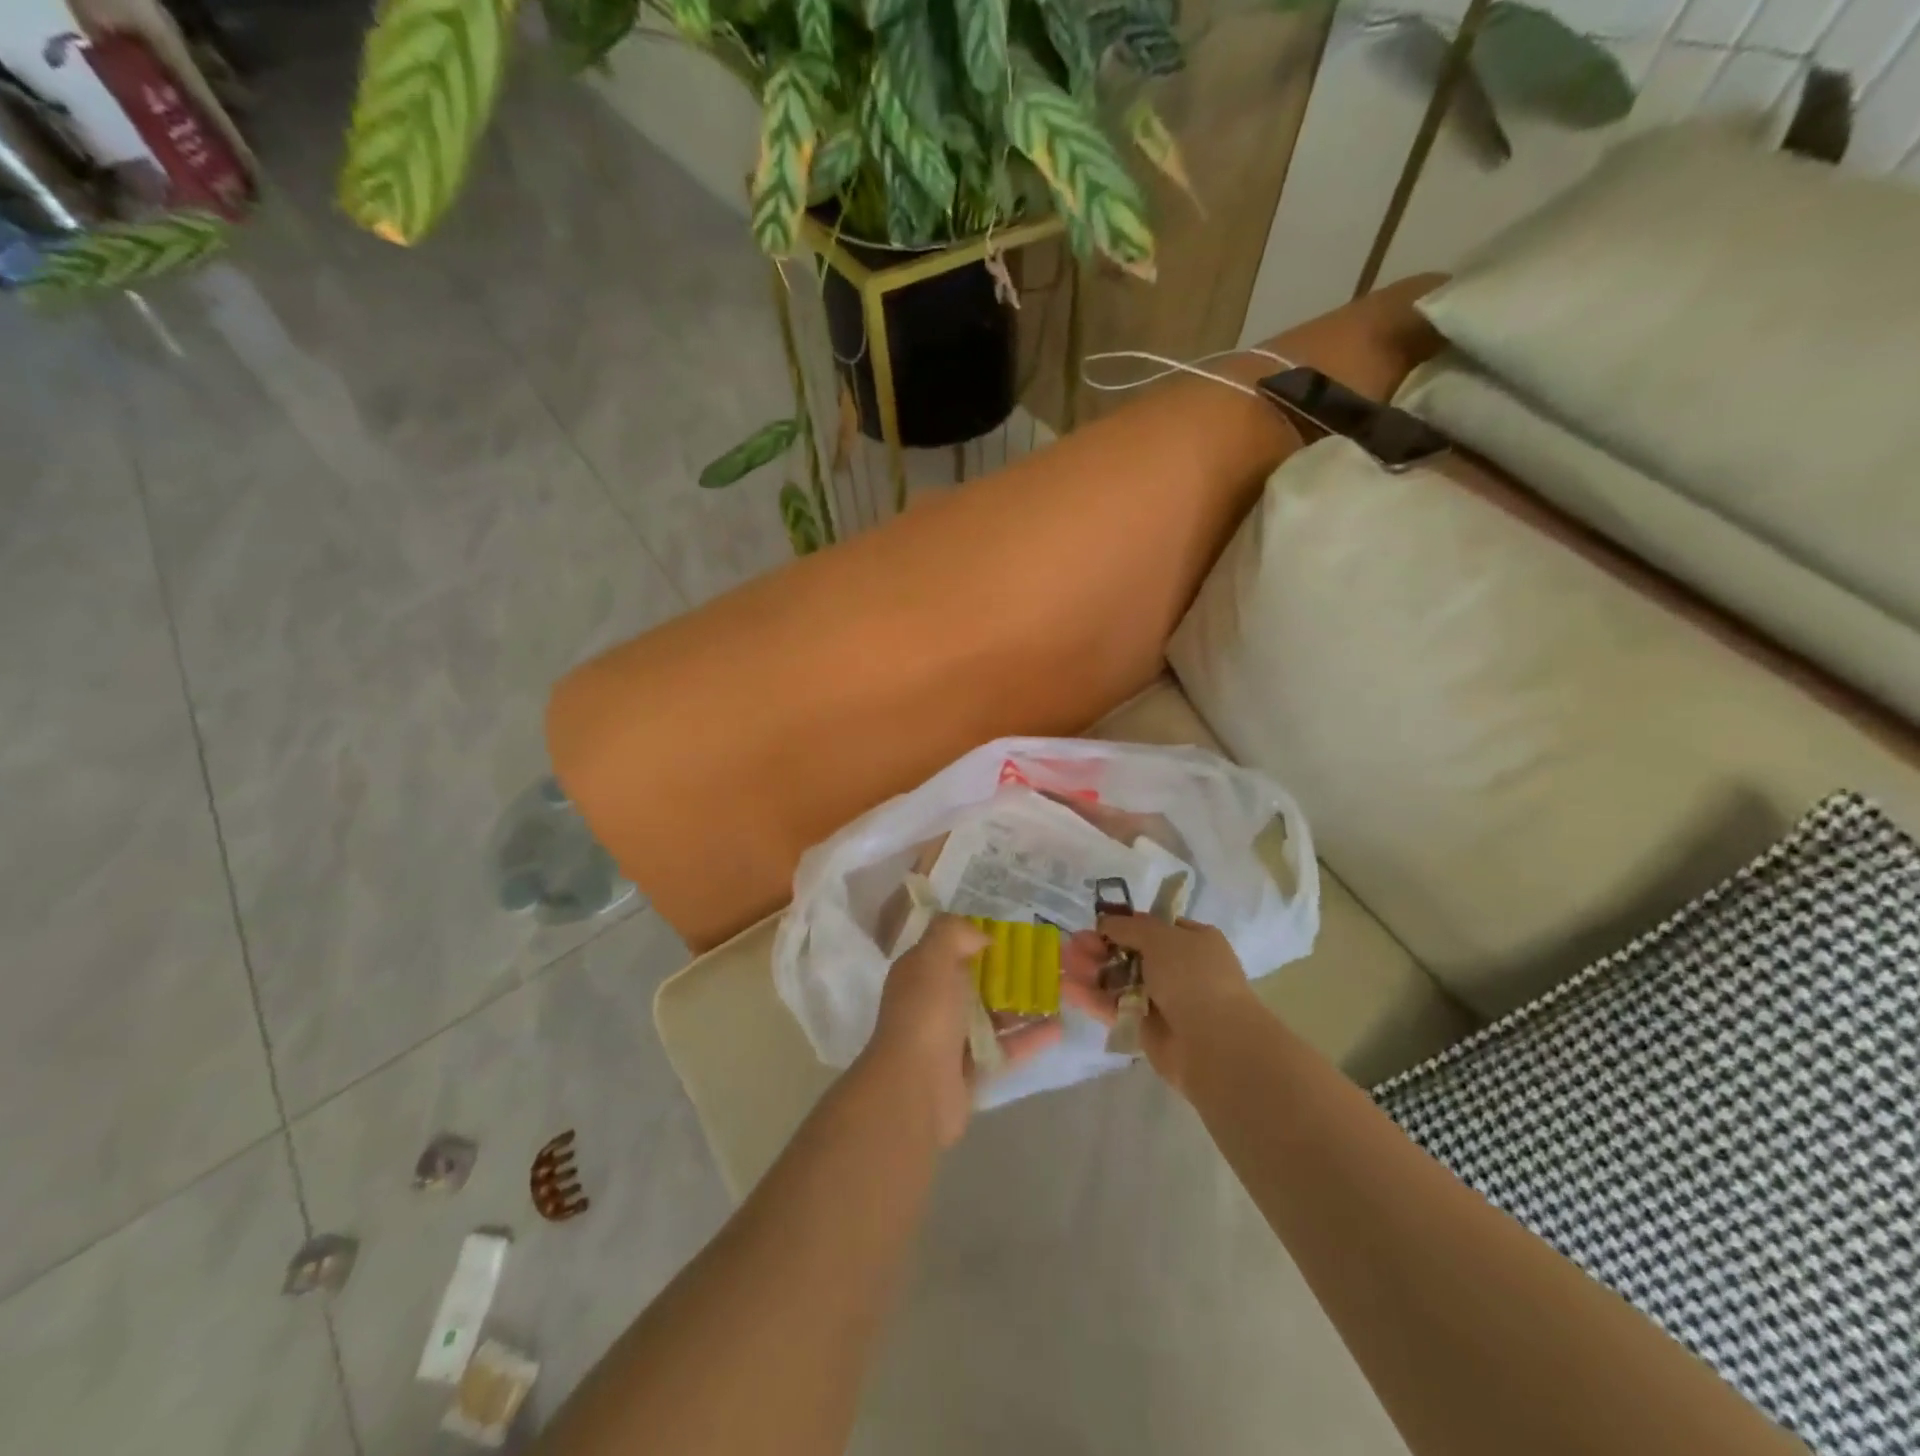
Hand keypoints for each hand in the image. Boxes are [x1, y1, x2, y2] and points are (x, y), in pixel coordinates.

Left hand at [862, 915, 1062, 1145]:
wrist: (915, 1090)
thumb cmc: (926, 1015)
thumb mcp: (933, 958)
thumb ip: (954, 933)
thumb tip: (982, 936)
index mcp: (920, 972)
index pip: (952, 946)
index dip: (981, 937)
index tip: (1018, 933)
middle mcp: (934, 1002)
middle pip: (977, 980)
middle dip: (1010, 971)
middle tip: (1048, 962)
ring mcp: (953, 1038)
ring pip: (994, 1014)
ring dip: (1024, 1004)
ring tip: (1061, 992)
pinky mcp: (973, 1069)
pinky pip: (1006, 1047)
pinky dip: (1031, 1037)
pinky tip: (1060, 1027)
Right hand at [1060, 915, 1257, 1092]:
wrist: (1213, 1043)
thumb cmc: (1193, 978)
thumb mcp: (1162, 938)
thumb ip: (1130, 927)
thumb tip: (1107, 922)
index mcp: (1194, 942)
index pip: (1155, 927)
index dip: (1125, 924)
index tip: (1097, 923)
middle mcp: (1180, 968)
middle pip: (1131, 952)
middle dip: (1101, 947)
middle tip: (1074, 944)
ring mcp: (1162, 1000)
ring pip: (1119, 980)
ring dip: (1092, 970)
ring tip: (1063, 962)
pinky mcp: (1145, 1028)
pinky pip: (1114, 1007)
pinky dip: (1092, 997)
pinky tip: (1067, 988)